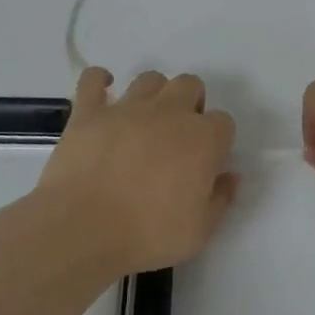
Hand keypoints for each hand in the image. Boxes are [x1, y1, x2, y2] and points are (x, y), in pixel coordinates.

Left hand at [40, 67, 238, 272]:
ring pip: (150, 79)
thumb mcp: (199, 231)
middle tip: (178, 135)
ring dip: (154, 93)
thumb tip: (230, 176)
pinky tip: (102, 92)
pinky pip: (93, 80)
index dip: (217, 139)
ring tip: (146, 118)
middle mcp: (169, 111)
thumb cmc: (148, 235)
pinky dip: (99, 81)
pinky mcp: (89, 112)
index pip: (223, 122)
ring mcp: (127, 107)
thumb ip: (220, 199)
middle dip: (191, 103)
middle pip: (190, 85)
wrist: (83, 229)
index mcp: (202, 139)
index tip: (207, 161)